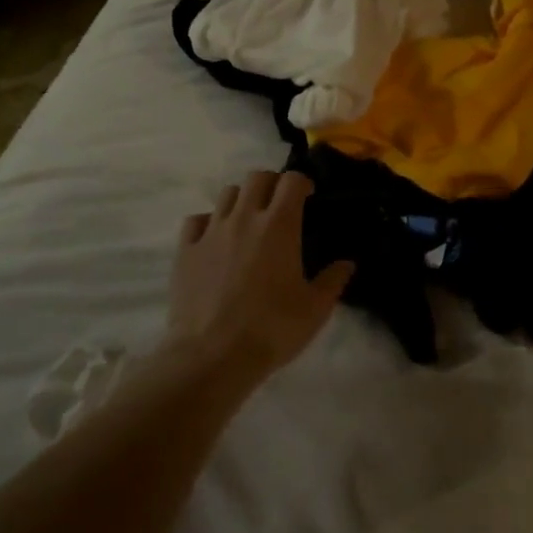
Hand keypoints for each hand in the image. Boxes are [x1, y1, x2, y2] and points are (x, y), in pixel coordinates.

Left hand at [167, 171, 353, 375]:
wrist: (213, 355)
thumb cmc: (272, 329)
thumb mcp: (315, 309)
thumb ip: (333, 280)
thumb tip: (347, 263)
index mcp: (279, 225)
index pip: (291, 181)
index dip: (302, 183)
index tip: (308, 197)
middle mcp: (244, 217)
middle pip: (257, 177)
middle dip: (272, 184)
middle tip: (280, 206)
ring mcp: (211, 231)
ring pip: (227, 194)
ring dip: (242, 200)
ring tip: (249, 222)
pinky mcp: (185, 250)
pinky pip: (197, 220)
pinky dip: (209, 223)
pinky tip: (215, 241)